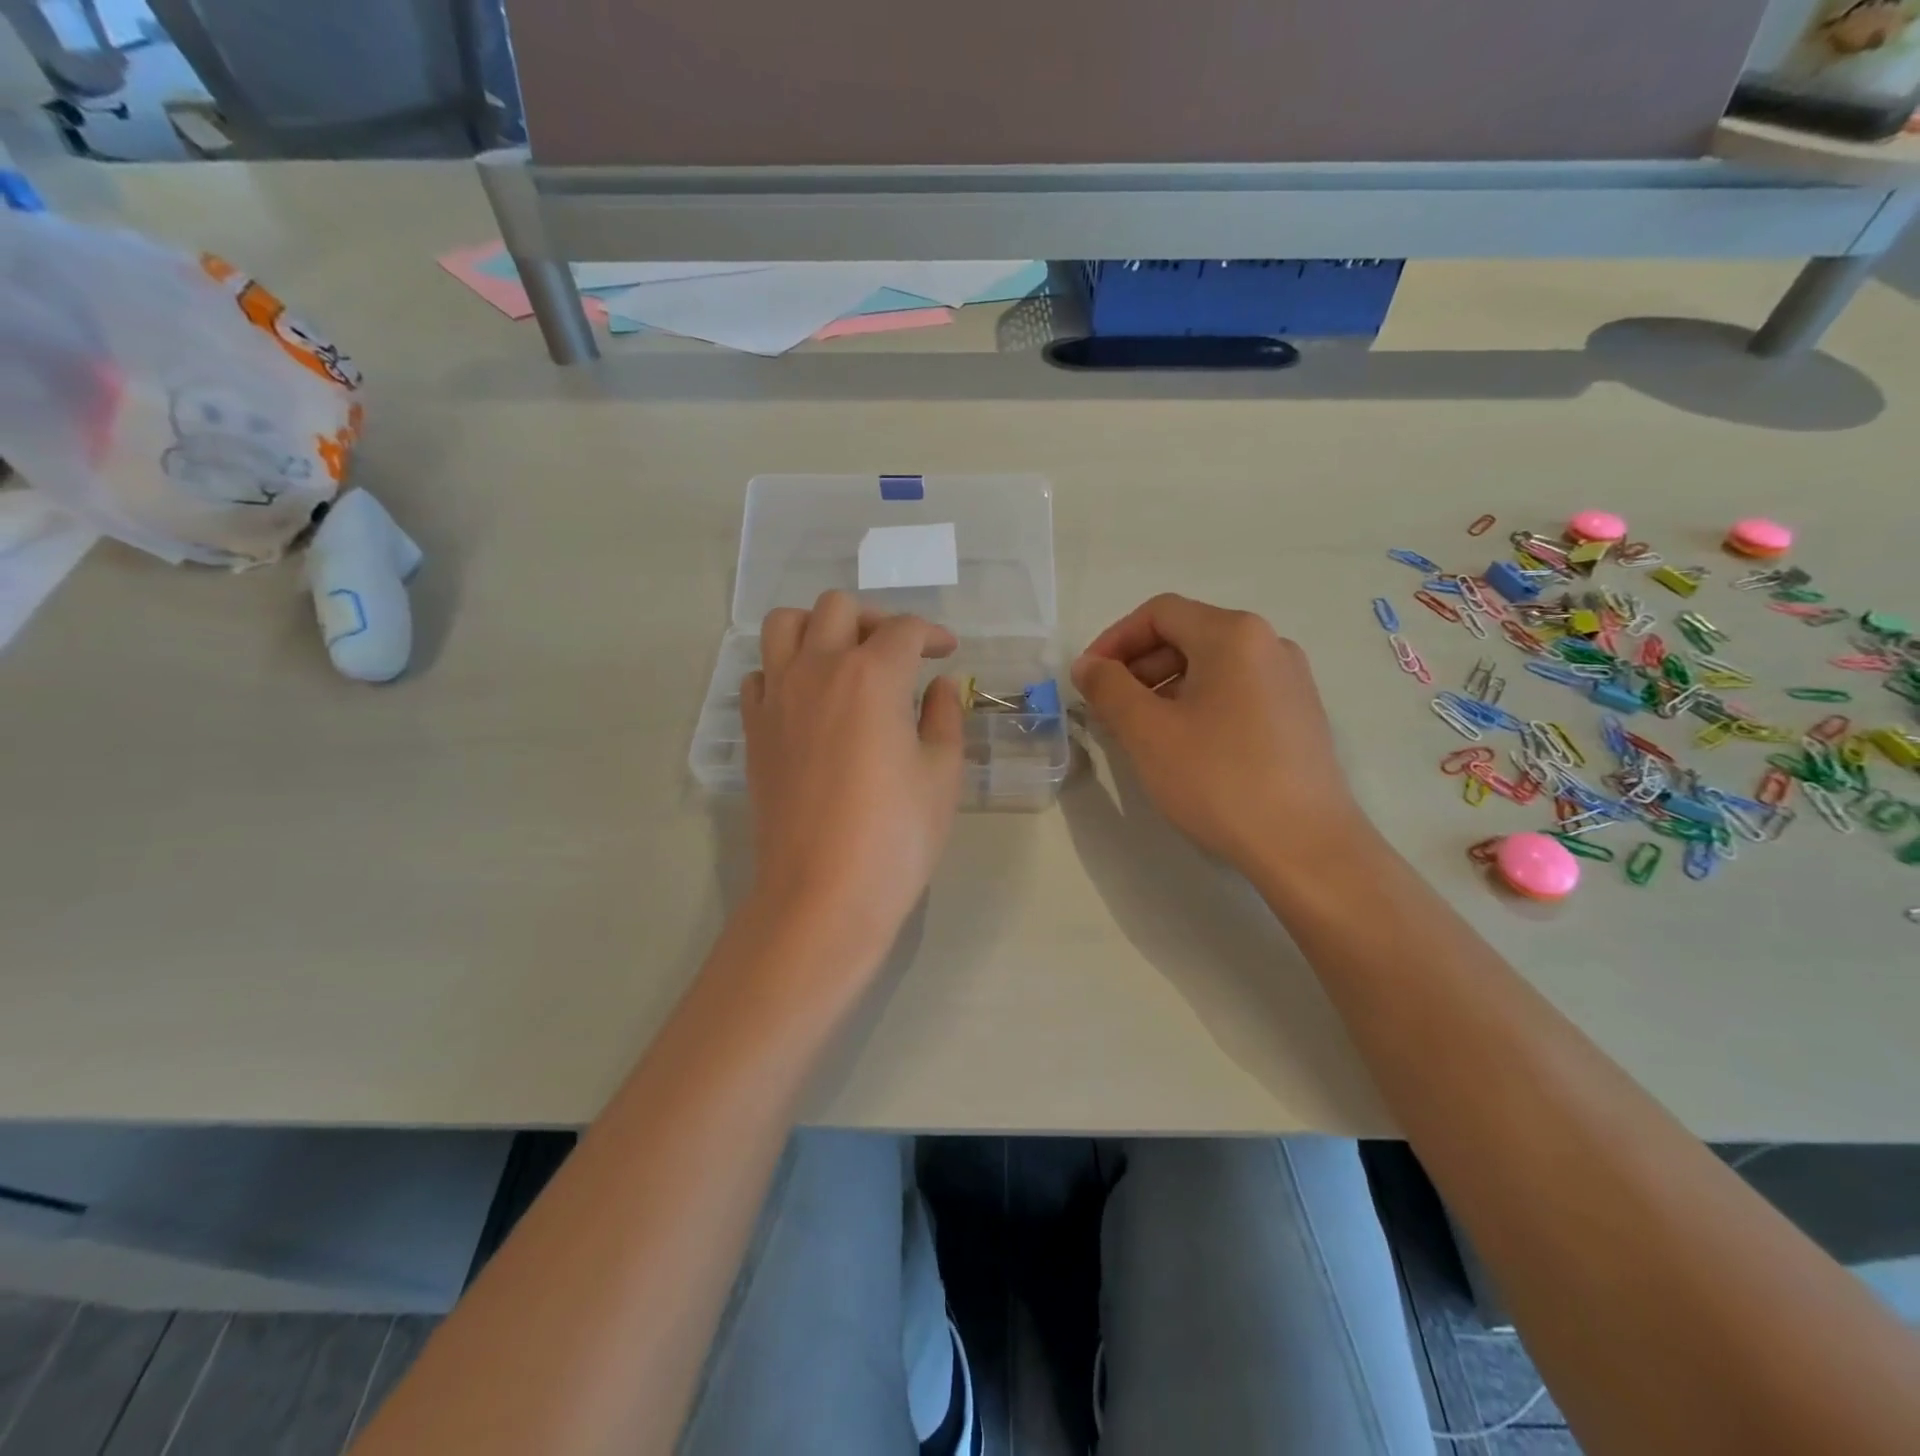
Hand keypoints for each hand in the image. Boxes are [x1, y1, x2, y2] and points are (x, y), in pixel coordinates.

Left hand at [740, 591, 963, 969]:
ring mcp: (777, 697)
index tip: (947, 652)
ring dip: (818, 628)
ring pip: (785, 624)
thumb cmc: (896, 836)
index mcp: (873, 675)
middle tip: (899, 653)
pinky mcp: (754, 729)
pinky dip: (784, 670)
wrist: (823, 893)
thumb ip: (944, 717)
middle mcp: (818, 669)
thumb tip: (939, 686)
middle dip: (876, 619)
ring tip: (844, 658)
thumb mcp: (941, 774)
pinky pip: (760, 674)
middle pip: (838, 608)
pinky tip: (809, 699)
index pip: (905, 630)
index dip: (933, 634)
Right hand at [1072, 594, 1366, 878]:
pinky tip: (1183, 747)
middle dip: (1138, 667)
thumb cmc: (1219, 779)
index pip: (1159, 613)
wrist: (1306, 846)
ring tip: (1140, 732)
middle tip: (1108, 710)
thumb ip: (1108, 688)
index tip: (1088, 680)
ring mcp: (1289, 680)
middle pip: (1187, 635)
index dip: (1114, 640)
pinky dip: (1197, 705)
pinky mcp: (1298, 715)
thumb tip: (1088, 665)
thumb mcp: (1148, 732)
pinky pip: (1235, 692)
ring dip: (1164, 688)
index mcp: (1233, 634)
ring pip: (1210, 666)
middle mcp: (1268, 644)